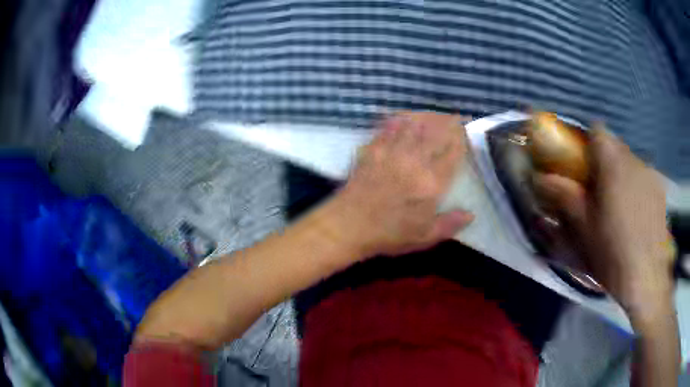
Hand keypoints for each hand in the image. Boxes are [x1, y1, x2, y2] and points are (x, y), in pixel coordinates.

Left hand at [334, 112, 473, 257]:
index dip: (461, 139)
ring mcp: (393, 152)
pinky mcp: (374, 149)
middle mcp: (415, 162)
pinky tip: (405, 116)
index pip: (452, 153)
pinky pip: (389, 127)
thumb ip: (449, 224)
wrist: (348, 225)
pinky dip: (400, 119)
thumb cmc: (388, 234)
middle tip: (455, 116)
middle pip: (436, 133)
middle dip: (448, 122)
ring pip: (415, 125)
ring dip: (427, 117)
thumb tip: (471, 214)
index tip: (466, 131)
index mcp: (431, 183)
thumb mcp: (423, 237)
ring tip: (435, 114)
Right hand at [534, 127, 673, 318]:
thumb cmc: (612, 250)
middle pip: (615, 146)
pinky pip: (644, 178)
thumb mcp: (584, 226)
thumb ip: (564, 195)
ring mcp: (651, 174)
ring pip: (631, 163)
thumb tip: (539, 177)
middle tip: (598, 191)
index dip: (587, 141)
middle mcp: (634, 159)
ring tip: (619, 207)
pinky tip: (636, 216)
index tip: (582, 164)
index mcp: (612, 162)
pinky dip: (637, 188)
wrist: (646, 276)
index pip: (597, 130)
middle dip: (605, 161)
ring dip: (622, 175)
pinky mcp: (660, 191)